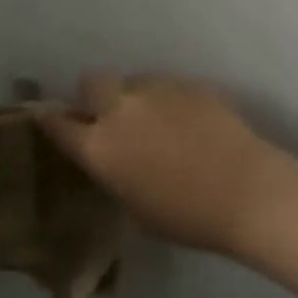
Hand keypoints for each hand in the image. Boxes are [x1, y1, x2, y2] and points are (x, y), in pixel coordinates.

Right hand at [37, 74, 282, 253]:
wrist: (246, 191)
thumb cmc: (186, 216)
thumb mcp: (135, 207)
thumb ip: (115, 173)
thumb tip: (116, 158)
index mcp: (100, 146)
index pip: (58, 123)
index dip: (51, 119)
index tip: (52, 118)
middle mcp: (120, 109)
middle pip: (91, 81)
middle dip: (95, 94)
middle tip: (112, 116)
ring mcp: (157, 90)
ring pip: (133, 81)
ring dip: (136, 97)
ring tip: (161, 121)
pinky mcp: (190, 83)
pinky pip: (169, 86)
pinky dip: (171, 101)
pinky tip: (193, 123)